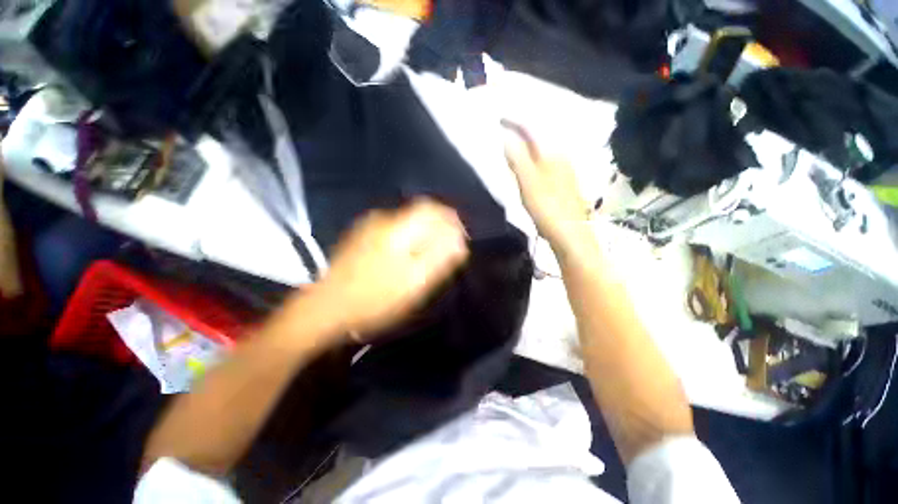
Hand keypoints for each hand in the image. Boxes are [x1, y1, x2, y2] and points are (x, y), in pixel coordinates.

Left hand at [314, 198, 468, 339]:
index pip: (431, 208)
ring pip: (407, 220)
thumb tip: (460, 241)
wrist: (326, 308)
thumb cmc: (374, 299)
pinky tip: (406, 255)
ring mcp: (369, 226)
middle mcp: (382, 219)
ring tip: (428, 254)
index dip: (449, 218)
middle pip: (419, 212)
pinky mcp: (362, 234)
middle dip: (437, 226)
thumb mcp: (413, 284)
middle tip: (445, 249)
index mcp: (397, 229)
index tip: (459, 236)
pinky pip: (394, 228)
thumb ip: (439, 259)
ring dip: (423, 232)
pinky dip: (408, 236)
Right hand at [502, 121, 590, 247]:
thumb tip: (506, 137)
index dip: (514, 123)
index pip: (531, 129)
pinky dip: (532, 161)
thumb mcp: (528, 183)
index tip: (498, 120)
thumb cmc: (547, 209)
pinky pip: (544, 164)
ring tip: (510, 147)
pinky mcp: (563, 184)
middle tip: (502, 131)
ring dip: (526, 147)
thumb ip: (517, 159)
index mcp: (552, 153)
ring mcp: (564, 171)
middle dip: (520, 132)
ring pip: (541, 151)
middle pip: (537, 138)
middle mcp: (561, 157)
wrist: (570, 235)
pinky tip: (527, 169)